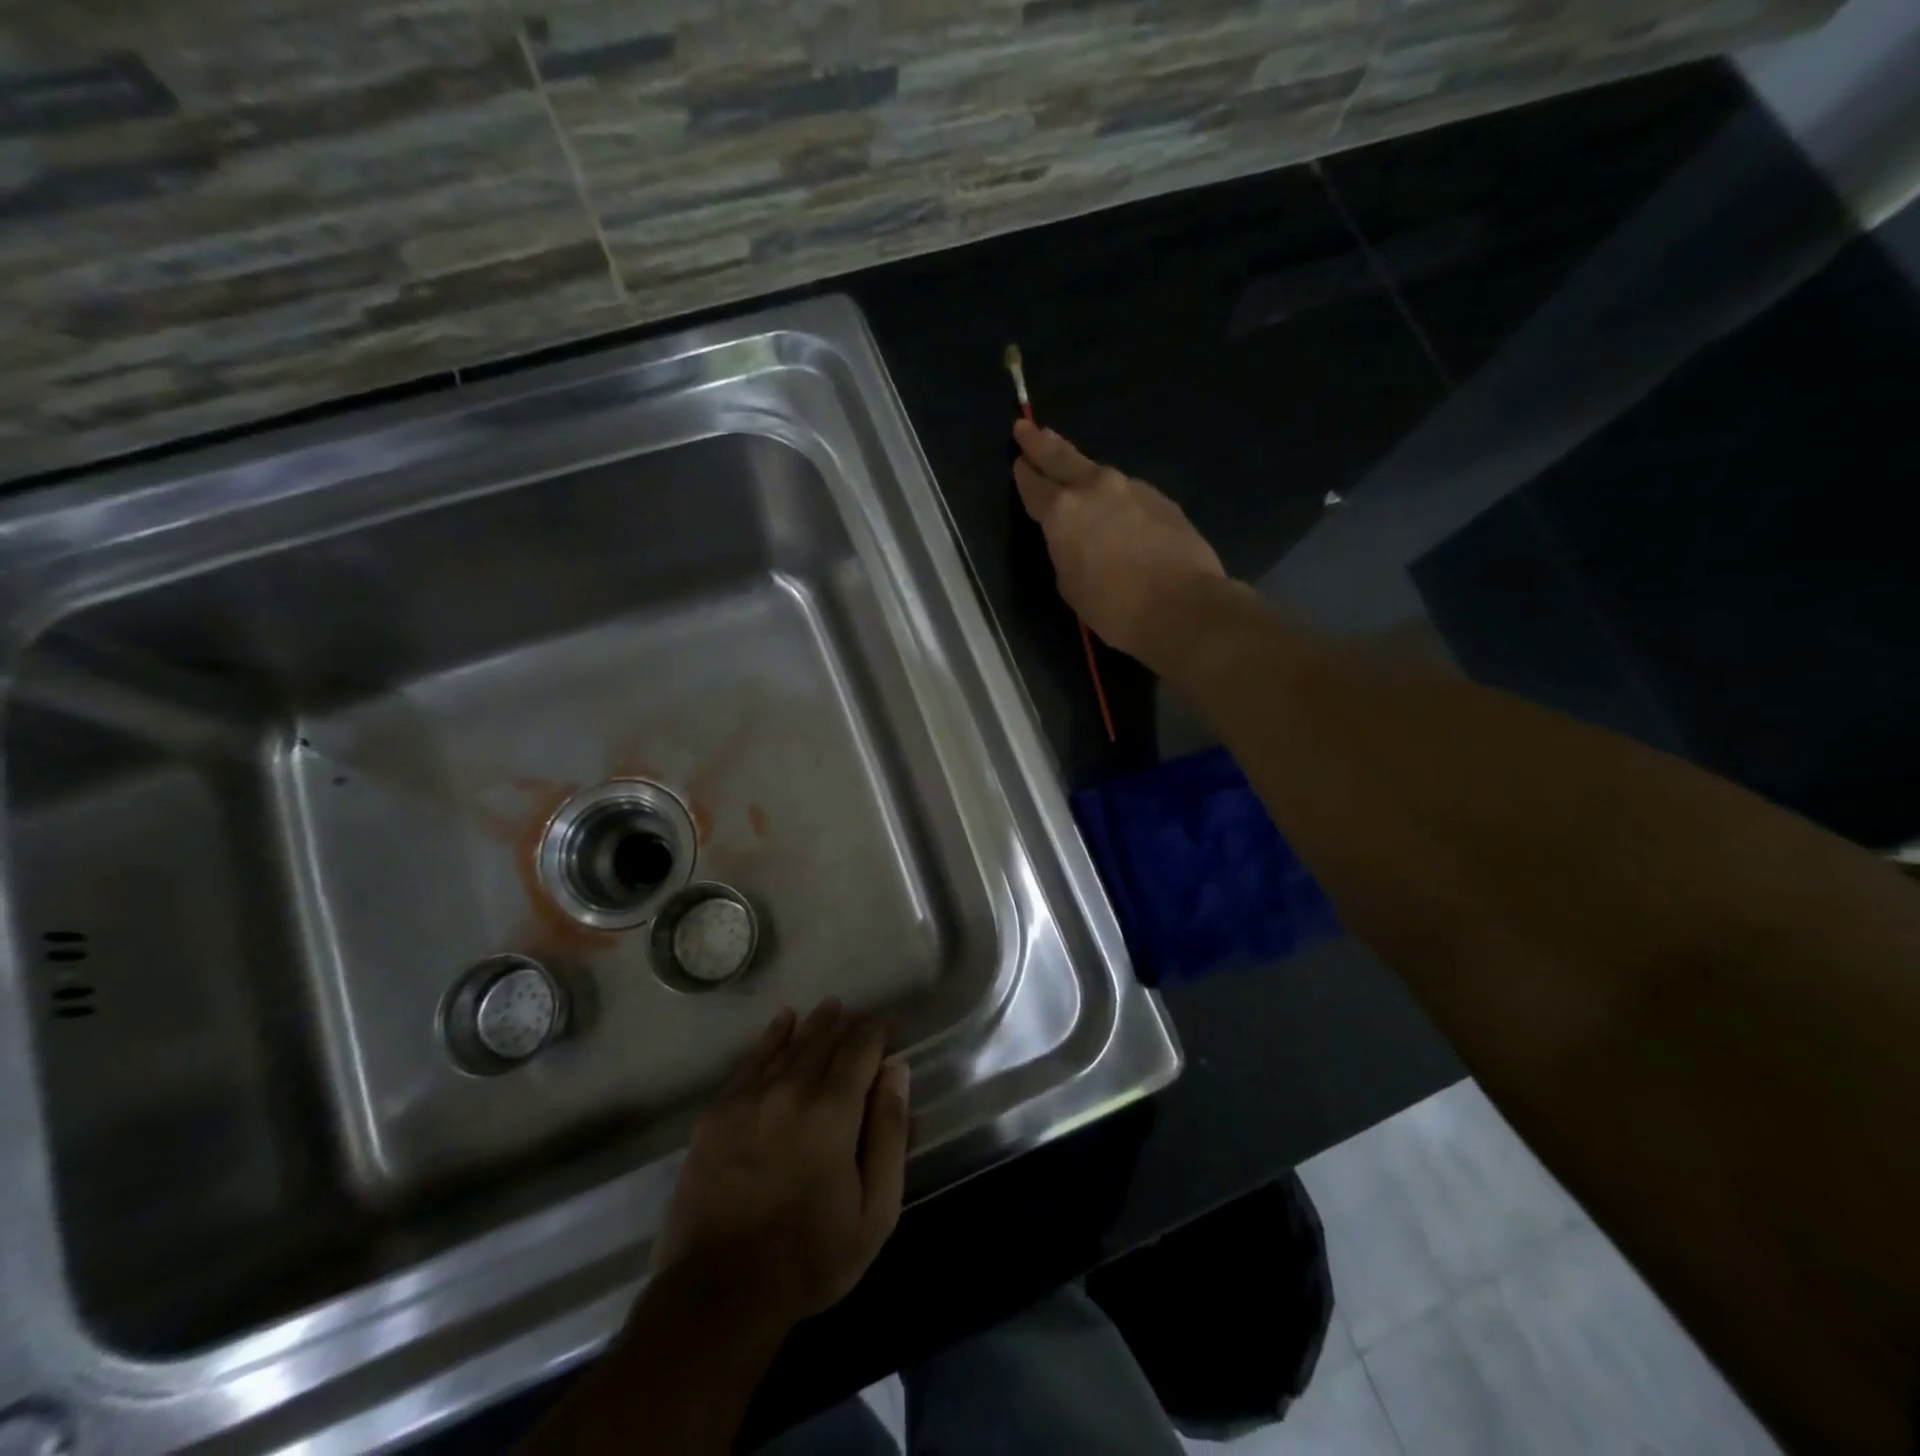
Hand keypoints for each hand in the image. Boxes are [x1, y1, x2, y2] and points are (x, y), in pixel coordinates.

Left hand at [654, 1000, 909, 1328]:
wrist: (718, 1293)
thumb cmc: (810, 1257)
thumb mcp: (875, 1211)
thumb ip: (890, 1135)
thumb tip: (896, 1072)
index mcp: (833, 1111)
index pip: (860, 1050)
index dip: (876, 1034)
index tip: (886, 1030)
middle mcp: (791, 1090)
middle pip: (823, 1040)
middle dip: (845, 1025)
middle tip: (858, 1017)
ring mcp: (749, 1098)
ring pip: (788, 1044)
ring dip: (812, 1025)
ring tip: (828, 1009)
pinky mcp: (717, 1112)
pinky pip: (750, 1060)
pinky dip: (770, 1038)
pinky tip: (782, 1023)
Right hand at [1012, 419, 1227, 665]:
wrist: (1182, 605)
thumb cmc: (1113, 607)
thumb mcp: (1069, 585)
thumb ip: (1064, 551)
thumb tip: (1073, 538)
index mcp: (1063, 511)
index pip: (1034, 485)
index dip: (1023, 474)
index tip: (1018, 462)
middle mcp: (1095, 488)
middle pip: (1062, 457)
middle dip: (1042, 443)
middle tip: (1027, 427)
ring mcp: (1132, 489)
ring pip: (1099, 474)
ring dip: (1083, 473)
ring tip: (1074, 473)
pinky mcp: (1162, 499)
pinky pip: (1128, 493)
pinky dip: (1116, 497)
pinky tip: (1118, 513)